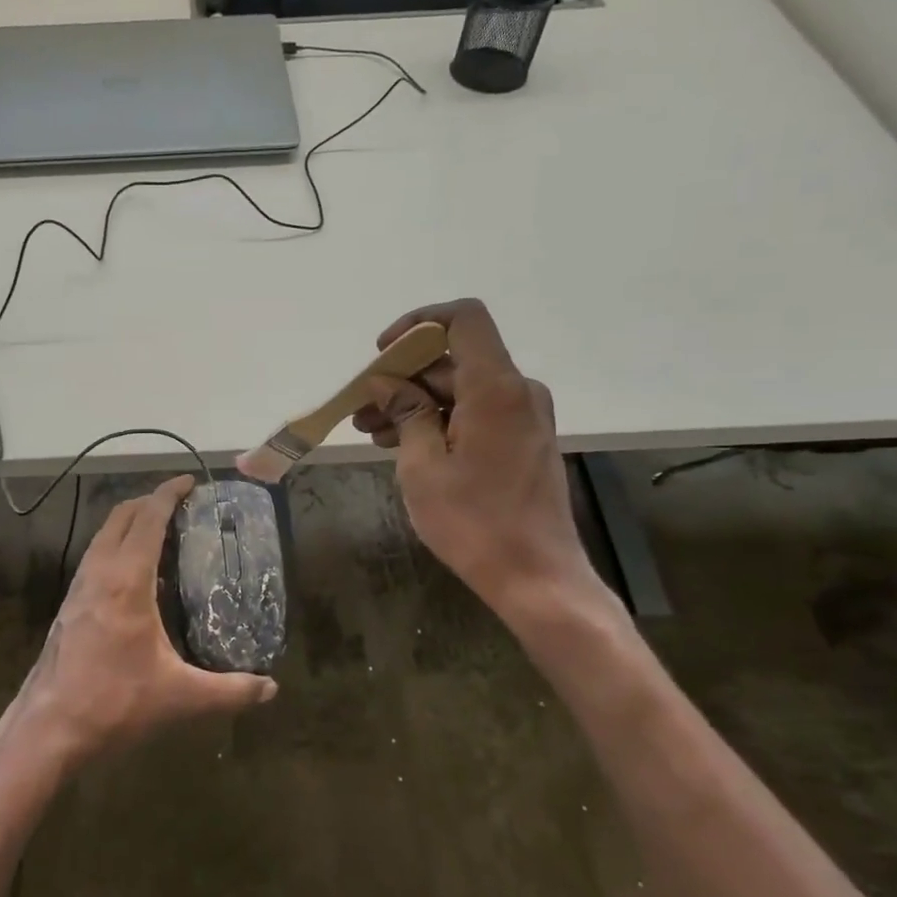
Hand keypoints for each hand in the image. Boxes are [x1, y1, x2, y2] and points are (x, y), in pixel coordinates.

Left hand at [8, 475, 276, 767]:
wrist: (47, 729)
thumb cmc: (115, 703)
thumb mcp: (180, 697)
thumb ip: (230, 690)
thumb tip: (271, 688)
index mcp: (126, 581)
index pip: (147, 519)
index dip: (168, 494)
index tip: (189, 481)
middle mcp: (98, 573)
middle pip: (121, 518)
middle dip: (149, 501)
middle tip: (180, 505)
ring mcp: (78, 588)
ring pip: (103, 537)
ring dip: (129, 523)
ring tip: (159, 533)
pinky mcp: (68, 606)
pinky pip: (95, 559)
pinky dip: (116, 548)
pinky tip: (134, 578)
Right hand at [353, 299, 608, 620]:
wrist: (536, 577)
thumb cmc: (473, 521)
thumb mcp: (423, 466)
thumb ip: (405, 413)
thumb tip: (385, 382)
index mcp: (495, 388)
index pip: (463, 319)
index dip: (418, 323)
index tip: (383, 354)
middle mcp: (517, 392)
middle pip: (454, 361)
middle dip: (403, 379)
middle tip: (361, 411)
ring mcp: (524, 417)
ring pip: (461, 391)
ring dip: (416, 404)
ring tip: (372, 433)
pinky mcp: (524, 441)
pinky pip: (475, 414)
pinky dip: (439, 422)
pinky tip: (404, 446)